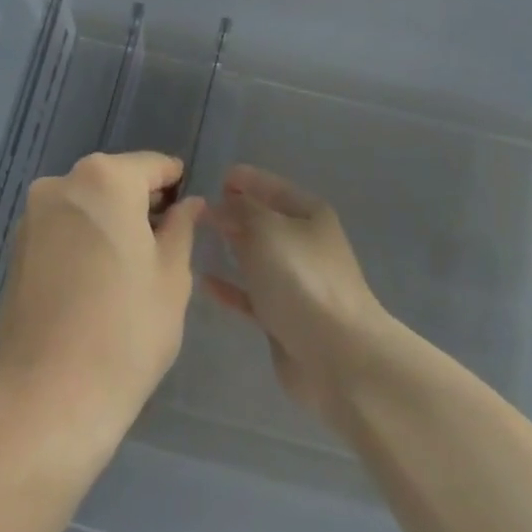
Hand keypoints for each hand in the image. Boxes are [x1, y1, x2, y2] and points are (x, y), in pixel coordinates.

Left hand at [0, 152, 205, 454]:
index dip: (176, 184)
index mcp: (104, 180)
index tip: (189, 210)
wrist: (49, 397)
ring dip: (110, 220)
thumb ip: (181, 228)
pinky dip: (83, 239)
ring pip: (85, 204)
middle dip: (141, 202)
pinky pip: (61, 228)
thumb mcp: (172, 276)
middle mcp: (60, 185)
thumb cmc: (127, 330)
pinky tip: (98, 279)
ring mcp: (31, 217)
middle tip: (165, 242)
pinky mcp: (15, 249)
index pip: (152, 165)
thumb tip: (188, 204)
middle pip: (114, 180)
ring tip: (132, 265)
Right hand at [204, 165, 392, 422]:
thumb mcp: (266, 229)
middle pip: (264, 221)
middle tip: (197, 210)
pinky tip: (204, 281)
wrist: (336, 353)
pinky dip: (230, 286)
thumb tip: (221, 204)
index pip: (271, 186)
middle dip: (234, 212)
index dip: (245, 180)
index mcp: (309, 214)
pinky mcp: (284, 315)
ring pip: (256, 256)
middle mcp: (305, 243)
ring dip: (231, 247)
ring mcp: (296, 281)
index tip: (214, 178)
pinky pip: (250, 293)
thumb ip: (240, 211)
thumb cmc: (301, 278)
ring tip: (195, 239)